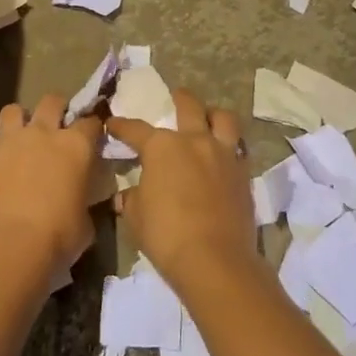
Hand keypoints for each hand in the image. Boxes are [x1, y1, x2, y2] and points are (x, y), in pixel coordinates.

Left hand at [0, 94, 101, 277]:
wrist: (9, 247)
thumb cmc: (59, 236)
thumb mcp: (85, 222)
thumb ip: (83, 200)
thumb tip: (79, 201)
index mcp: (75, 146)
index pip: (91, 122)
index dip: (93, 128)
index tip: (93, 137)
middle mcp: (43, 134)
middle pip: (52, 101)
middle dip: (58, 108)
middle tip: (58, 125)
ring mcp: (10, 144)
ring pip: (14, 110)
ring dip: (21, 119)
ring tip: (24, 137)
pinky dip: (0, 156)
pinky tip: (3, 174)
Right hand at [107, 89, 255, 288]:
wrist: (214, 260)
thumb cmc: (166, 234)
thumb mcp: (136, 217)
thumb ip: (132, 199)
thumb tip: (127, 195)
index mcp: (162, 146)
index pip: (136, 129)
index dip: (121, 126)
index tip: (112, 123)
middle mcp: (194, 141)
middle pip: (189, 106)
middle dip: (179, 98)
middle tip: (176, 96)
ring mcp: (223, 154)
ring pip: (223, 118)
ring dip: (214, 115)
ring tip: (209, 119)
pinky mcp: (243, 174)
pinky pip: (239, 148)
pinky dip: (230, 146)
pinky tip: (224, 156)